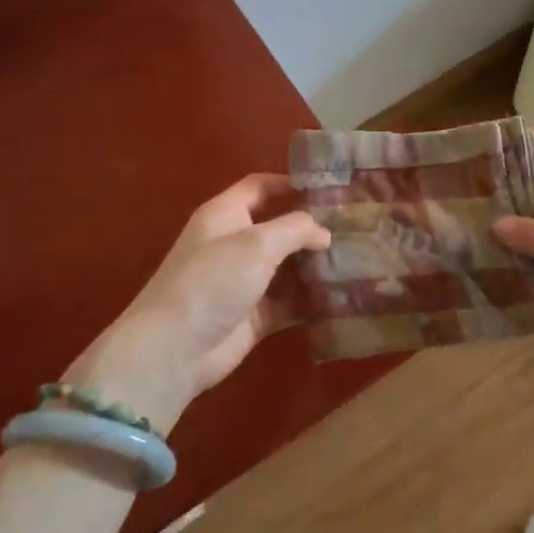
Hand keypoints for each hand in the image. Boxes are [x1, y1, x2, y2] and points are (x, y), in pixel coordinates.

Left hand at [59, 175, 328, 434]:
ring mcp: (245, 281)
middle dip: (313, 228)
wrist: (175, 349)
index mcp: (225, 215)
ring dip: (316, 265)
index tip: (331, 187)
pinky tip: (342, 296)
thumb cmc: (212, 282)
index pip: (260, 187)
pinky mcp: (256, 314)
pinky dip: (311, 299)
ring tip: (358, 260)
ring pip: (288, 266)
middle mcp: (235, 244)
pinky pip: (290, 301)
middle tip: (355, 228)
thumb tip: (324, 233)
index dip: (291, 183)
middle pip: (279, 227)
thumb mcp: (256, 244)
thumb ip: (295, 229)